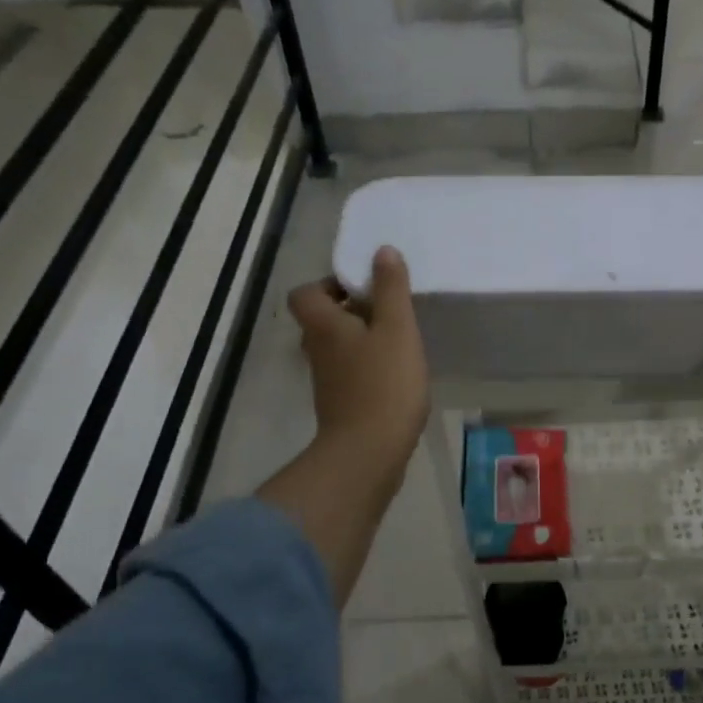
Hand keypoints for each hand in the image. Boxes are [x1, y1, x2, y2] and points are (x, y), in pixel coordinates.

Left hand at [287, 246, 429, 480]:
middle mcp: (317, 350)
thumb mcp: (396, 329)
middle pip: (322, 320)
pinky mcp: (340, 404)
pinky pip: (349, 372)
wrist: (369, 452)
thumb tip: (382, 251)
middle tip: (387, 311)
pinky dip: (366, 366)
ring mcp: (326, 380)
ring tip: (397, 340)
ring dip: (360, 339)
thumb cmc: (384, 384)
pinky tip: (395, 372)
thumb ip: (390, 289)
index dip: (329, 285)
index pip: (305, 293)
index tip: (363, 287)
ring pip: (337, 347)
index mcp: (323, 325)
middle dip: (351, 311)